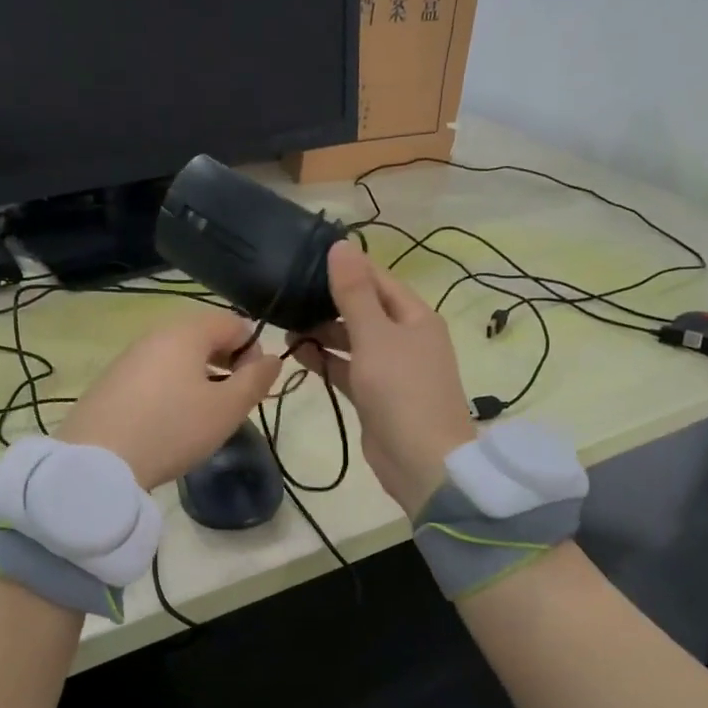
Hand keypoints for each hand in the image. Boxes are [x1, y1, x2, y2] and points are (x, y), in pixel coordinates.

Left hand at [59, 308, 280, 490]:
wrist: (98, 462)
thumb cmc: (172, 429)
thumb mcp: (226, 409)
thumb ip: (256, 380)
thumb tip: (272, 358)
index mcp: (186, 332)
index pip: (232, 322)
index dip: (252, 350)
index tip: (252, 386)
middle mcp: (155, 335)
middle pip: (202, 336)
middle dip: (225, 362)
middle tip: (230, 401)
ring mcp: (128, 357)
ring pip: (176, 356)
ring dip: (197, 376)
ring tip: (201, 415)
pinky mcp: (110, 382)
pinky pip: (152, 374)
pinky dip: (170, 388)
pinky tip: (167, 422)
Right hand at [288, 240, 474, 513]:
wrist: (421, 461)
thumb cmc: (401, 390)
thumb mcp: (375, 335)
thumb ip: (354, 293)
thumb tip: (341, 245)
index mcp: (415, 317)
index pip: (378, 280)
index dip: (347, 268)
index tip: (306, 259)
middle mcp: (406, 338)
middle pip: (365, 309)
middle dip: (330, 302)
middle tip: (288, 293)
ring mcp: (391, 368)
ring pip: (353, 340)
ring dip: (324, 332)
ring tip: (286, 322)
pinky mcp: (375, 395)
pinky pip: (348, 368)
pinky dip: (326, 360)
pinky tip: (297, 352)